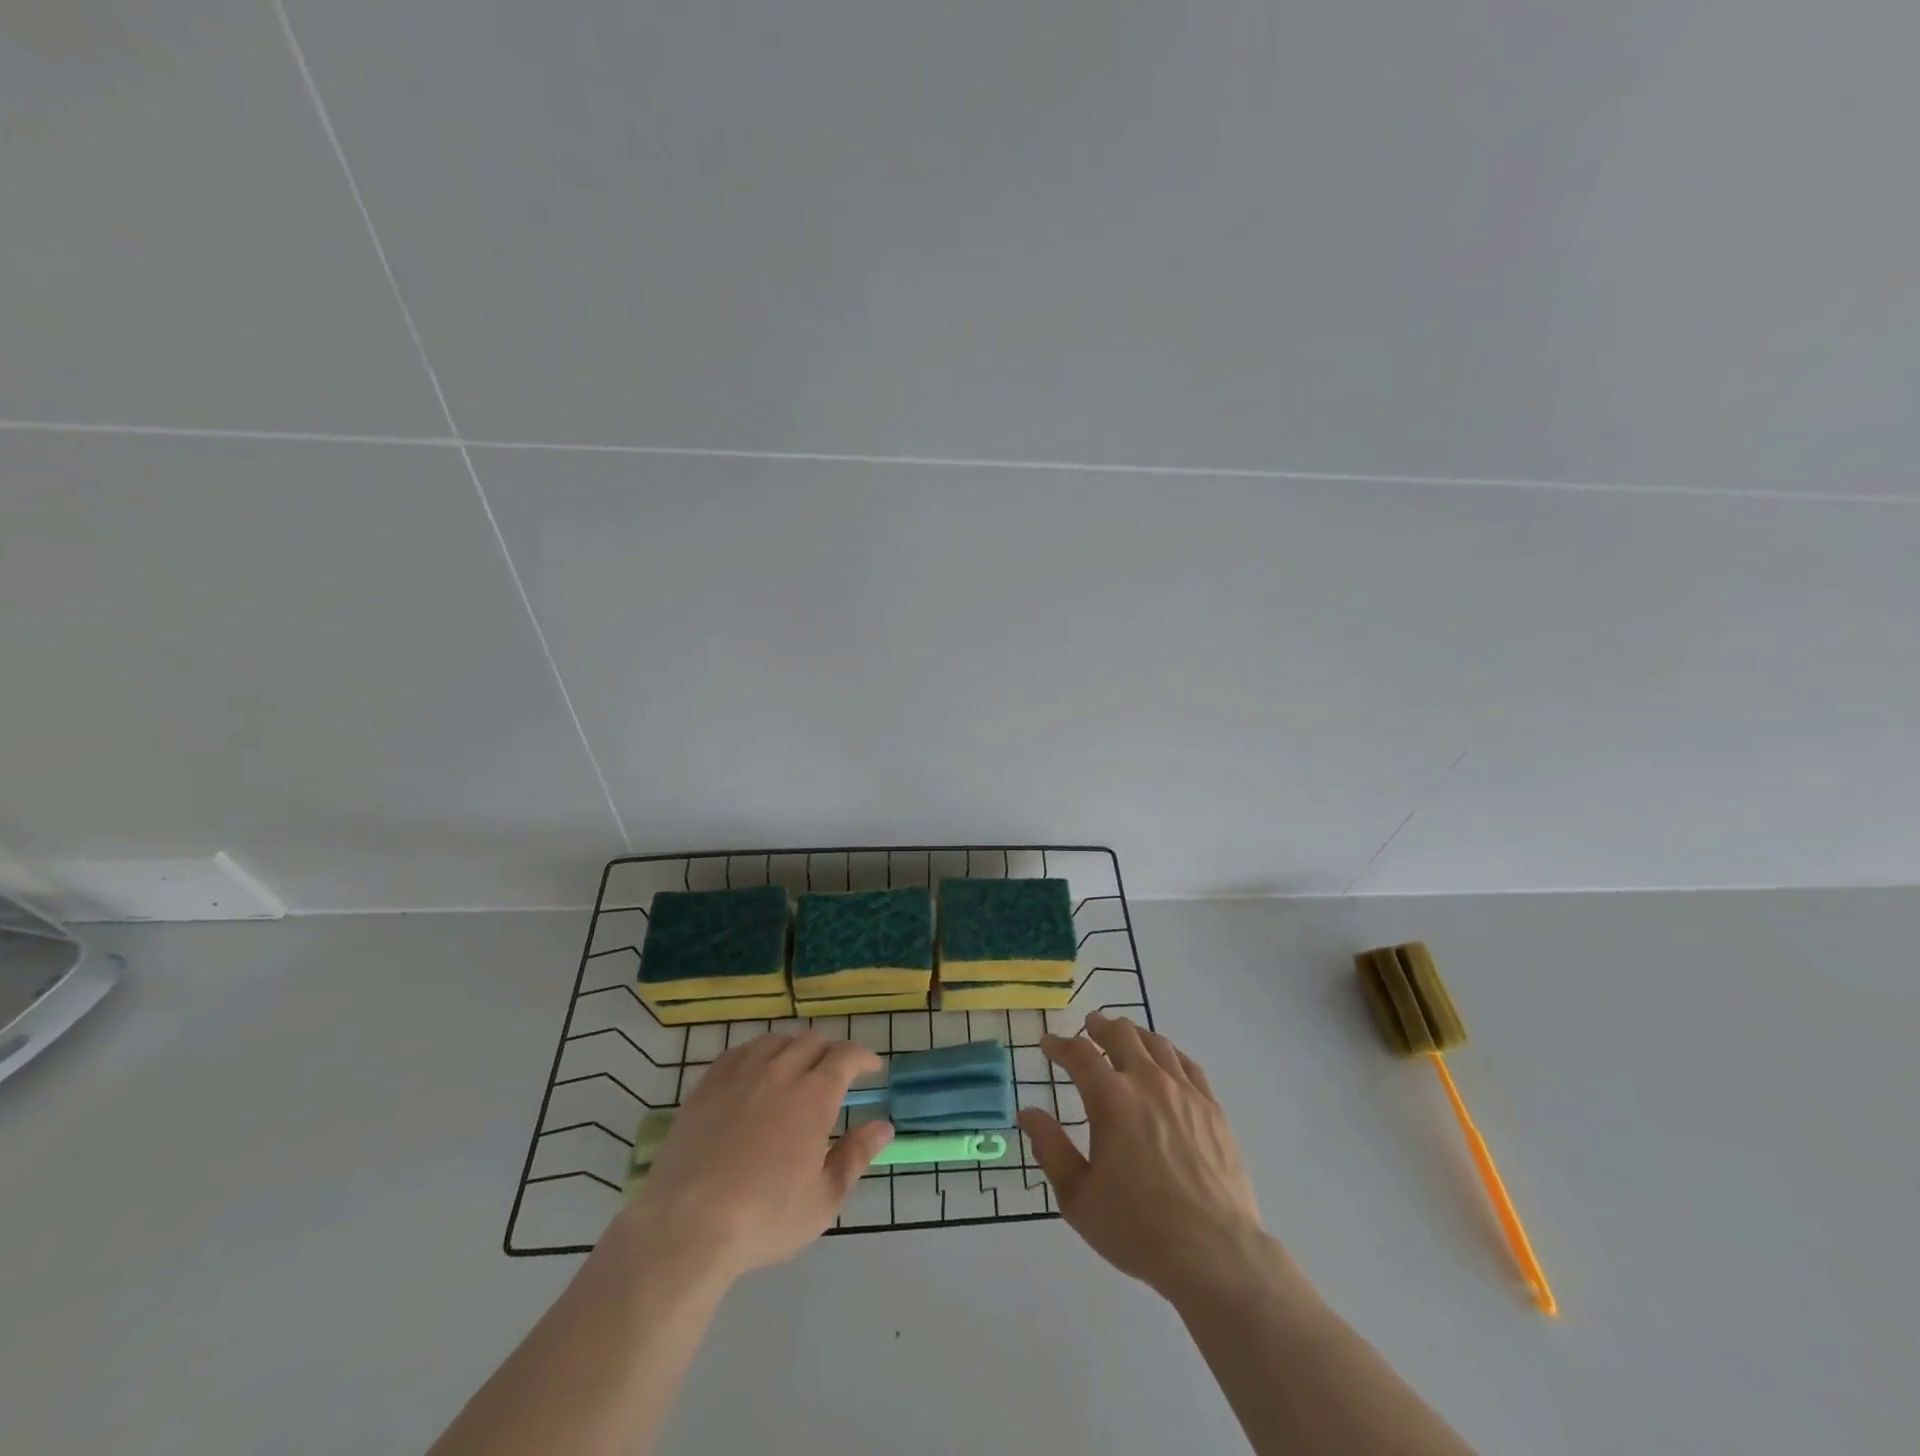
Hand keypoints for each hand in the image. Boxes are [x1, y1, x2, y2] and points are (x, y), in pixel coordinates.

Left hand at [619, 1031, 894, 1280]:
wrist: (687, 1226)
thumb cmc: (765, 1218)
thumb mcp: (823, 1199)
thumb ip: (856, 1156)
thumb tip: (884, 1126)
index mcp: (813, 1095)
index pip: (845, 1056)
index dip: (863, 1057)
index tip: (872, 1068)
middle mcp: (779, 1072)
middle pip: (811, 1040)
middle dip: (832, 1049)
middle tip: (838, 1069)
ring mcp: (739, 1075)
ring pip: (775, 1040)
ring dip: (795, 1046)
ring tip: (798, 1065)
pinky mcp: (707, 1087)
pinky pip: (738, 1052)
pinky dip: (757, 1052)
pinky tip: (756, 1068)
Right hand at [1019, 1013, 1269, 1302]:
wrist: (1214, 1253)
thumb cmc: (1138, 1228)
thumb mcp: (1078, 1197)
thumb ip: (1050, 1149)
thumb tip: (1028, 1113)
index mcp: (1111, 1099)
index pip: (1079, 1054)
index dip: (1060, 1045)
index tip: (1048, 1043)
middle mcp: (1147, 1082)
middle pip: (1121, 1034)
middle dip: (1100, 1026)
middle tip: (1089, 1027)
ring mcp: (1184, 1092)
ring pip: (1156, 1043)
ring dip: (1134, 1034)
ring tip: (1125, 1037)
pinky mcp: (1212, 1108)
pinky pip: (1188, 1064)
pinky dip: (1169, 1053)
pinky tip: (1167, 1061)